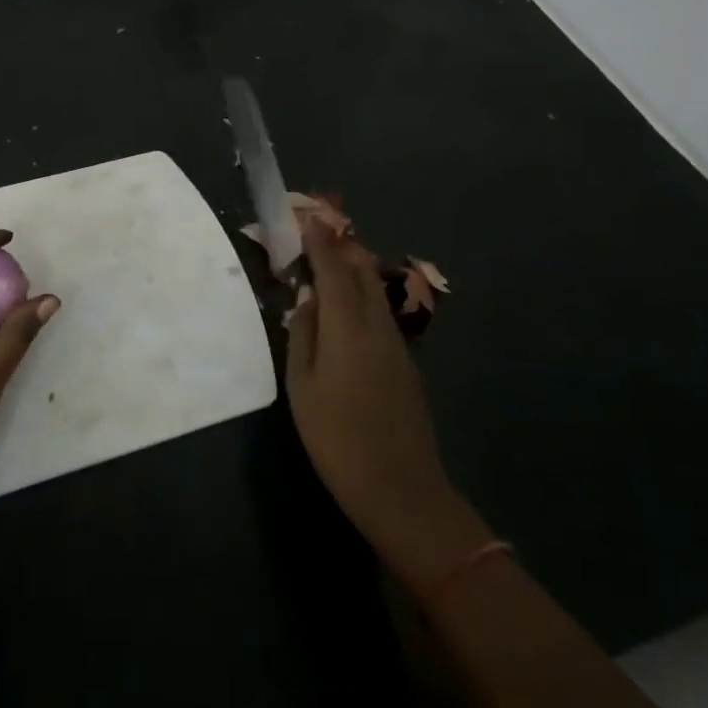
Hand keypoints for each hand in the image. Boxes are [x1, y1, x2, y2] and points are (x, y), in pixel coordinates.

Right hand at [286, 219, 470, 568]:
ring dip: (354, 269)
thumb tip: (307, 301)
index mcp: (348, 328)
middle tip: (319, 232)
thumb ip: (302, 335)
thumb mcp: (302, 387)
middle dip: (341, 247)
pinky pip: (380, 313)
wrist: (401, 489)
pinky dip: (363, 295)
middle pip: (363, 273)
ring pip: (375, 291)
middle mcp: (377, 326)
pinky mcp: (406, 363)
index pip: (334, 271)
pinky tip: (348, 307)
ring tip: (330, 261)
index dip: (320, 243)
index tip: (308, 219)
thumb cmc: (337, 438)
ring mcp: (397, 345)